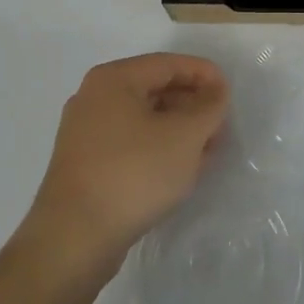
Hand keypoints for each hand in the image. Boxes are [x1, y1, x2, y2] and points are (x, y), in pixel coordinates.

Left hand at [24, 54, 228, 279]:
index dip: (204, 74)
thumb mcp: (185, 136)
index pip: (169, 64)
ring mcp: (85, 132)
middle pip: (156, 89)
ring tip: (206, 151)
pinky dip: (157, 148)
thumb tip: (215, 92)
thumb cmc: (133, 174)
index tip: (230, 94)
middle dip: (192, 105)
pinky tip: (178, 170)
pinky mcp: (85, 164)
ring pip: (144, 118)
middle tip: (221, 126)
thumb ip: (209, 107)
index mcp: (114, 79)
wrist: (73, 240)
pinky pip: (130, 143)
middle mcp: (94, 97)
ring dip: (178, 129)